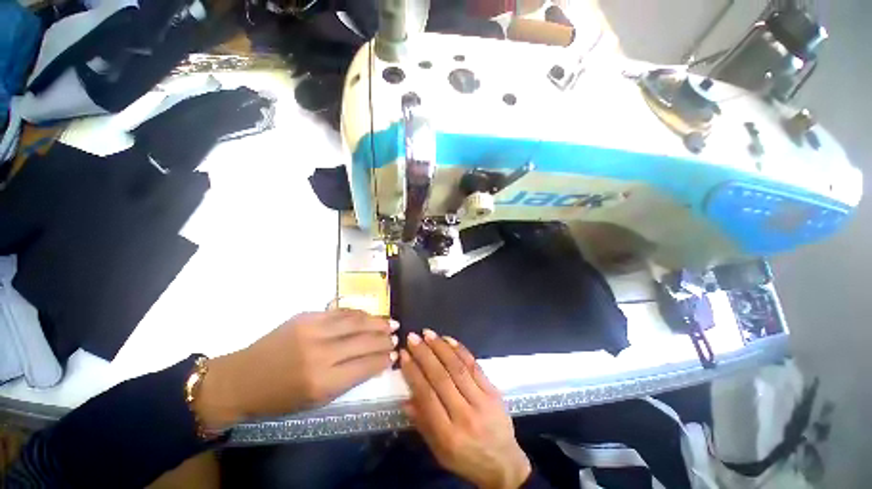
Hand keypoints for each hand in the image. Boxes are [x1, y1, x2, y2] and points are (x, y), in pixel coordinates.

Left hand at [196, 310, 398, 428]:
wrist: (241, 379)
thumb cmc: (279, 398)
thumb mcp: (316, 400)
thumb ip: (348, 379)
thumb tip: (375, 362)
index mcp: (323, 382)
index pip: (365, 365)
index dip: (383, 358)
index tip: (394, 354)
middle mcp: (321, 354)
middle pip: (364, 340)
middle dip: (384, 338)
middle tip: (396, 335)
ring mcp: (313, 331)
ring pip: (355, 321)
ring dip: (376, 321)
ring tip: (390, 322)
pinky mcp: (306, 317)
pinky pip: (340, 312)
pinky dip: (358, 313)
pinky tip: (368, 315)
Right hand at [401, 330, 530, 488]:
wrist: (504, 464)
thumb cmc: (467, 459)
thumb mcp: (439, 452)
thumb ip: (422, 424)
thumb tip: (405, 399)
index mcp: (448, 435)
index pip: (426, 396)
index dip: (413, 373)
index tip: (404, 355)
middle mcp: (465, 415)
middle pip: (441, 378)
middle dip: (424, 354)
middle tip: (413, 337)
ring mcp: (482, 401)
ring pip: (457, 368)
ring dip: (441, 347)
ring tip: (428, 334)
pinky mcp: (493, 391)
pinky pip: (475, 366)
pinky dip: (460, 350)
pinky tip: (449, 340)